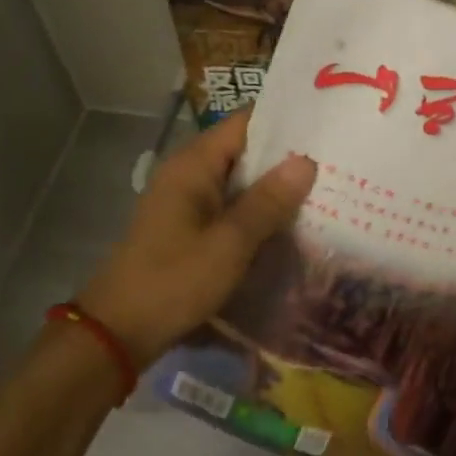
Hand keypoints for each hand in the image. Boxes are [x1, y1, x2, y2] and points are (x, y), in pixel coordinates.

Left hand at [76, 112, 315, 366]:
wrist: (118, 333)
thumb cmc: (174, 281)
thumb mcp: (230, 243)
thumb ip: (268, 201)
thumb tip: (307, 160)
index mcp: (193, 165)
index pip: (245, 123)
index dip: (285, 122)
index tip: (327, 125)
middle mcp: (189, 174)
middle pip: (245, 151)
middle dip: (287, 158)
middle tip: (338, 161)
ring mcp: (187, 202)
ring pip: (241, 182)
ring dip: (275, 187)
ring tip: (327, 189)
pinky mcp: (190, 228)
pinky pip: (232, 207)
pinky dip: (258, 211)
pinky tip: (292, 223)